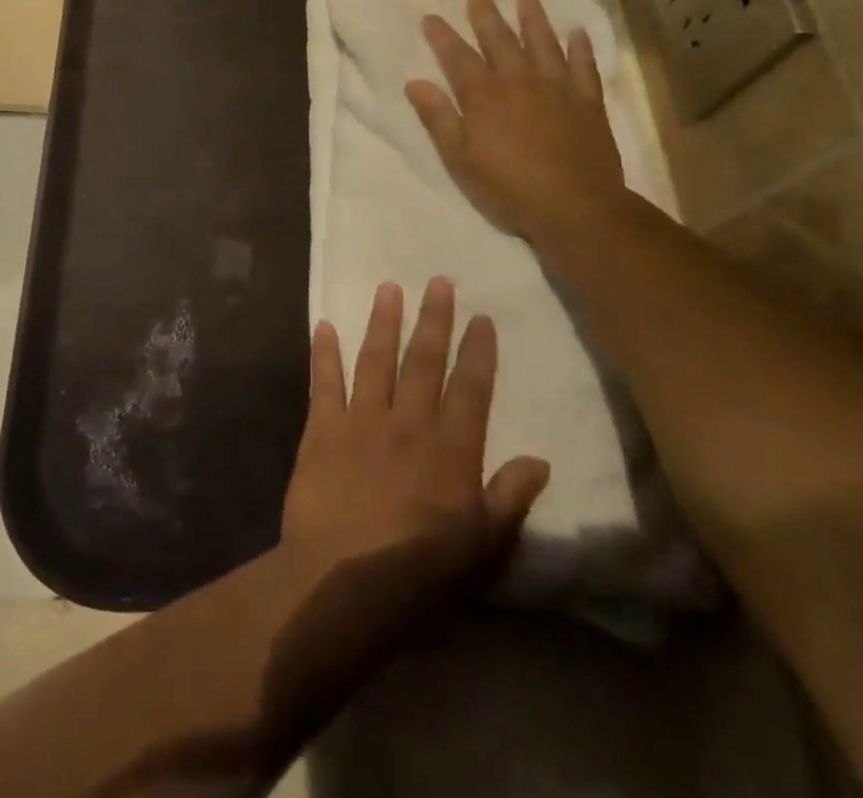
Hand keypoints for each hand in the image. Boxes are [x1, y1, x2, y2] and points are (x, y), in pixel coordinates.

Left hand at [282, 278, 548, 599]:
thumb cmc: (419, 572)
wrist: (343, 581)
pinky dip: (324, 352)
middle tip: (438, 281)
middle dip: (434, 319)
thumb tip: (540, 460)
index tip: (481, 317)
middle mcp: (408, 422)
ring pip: (376, 359)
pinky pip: (324, 381)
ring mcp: (362, 420)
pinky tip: (324, 324)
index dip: (477, 351)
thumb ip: (510, 499)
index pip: (470, 388)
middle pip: (424, 361)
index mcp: (450, 449)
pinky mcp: (322, 428)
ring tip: (388, 287)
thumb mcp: (482, 548)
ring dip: (383, 321)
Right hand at [405, 0, 626, 242]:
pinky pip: (584, 66)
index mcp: (484, 96)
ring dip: (534, 17)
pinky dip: (581, 47)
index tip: (431, 16)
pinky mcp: (587, 102)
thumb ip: (439, 119)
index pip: (458, 57)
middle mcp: (519, 81)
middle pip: (500, 39)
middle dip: (485, 12)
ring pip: (543, 43)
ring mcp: (557, 88)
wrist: (576, 208)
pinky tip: (578, 32)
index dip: (442, 36)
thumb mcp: (461, 159)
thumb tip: (415, 83)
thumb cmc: (509, 188)